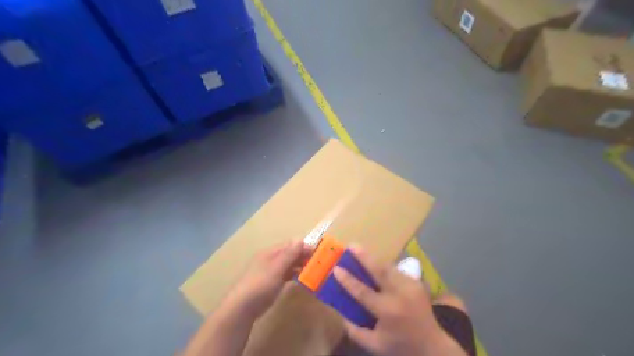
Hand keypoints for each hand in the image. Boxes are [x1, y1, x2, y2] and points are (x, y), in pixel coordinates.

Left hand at [225, 241, 310, 317]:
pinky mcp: (271, 283)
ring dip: (300, 265)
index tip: (318, 251)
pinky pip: (285, 274)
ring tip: (313, 269)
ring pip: (288, 264)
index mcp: (270, 252)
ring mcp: (270, 271)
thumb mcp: (277, 268)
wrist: (242, 307)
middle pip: (290, 254)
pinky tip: (302, 277)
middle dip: (303, 256)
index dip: (303, 246)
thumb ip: (289, 254)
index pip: (290, 245)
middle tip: (318, 261)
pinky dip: (294, 274)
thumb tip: (301, 239)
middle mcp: (270, 259)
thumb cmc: (261, 284)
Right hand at [336, 248, 463, 355]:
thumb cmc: (400, 345)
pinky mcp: (417, 282)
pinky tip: (377, 265)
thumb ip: (355, 330)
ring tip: (360, 251)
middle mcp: (399, 295)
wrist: (432, 346)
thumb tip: (340, 312)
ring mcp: (410, 286)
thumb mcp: (374, 345)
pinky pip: (396, 271)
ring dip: (373, 259)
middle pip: (379, 270)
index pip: (363, 292)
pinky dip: (384, 267)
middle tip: (351, 246)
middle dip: (363, 256)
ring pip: (388, 266)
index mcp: (387, 311)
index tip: (336, 269)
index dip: (348, 280)